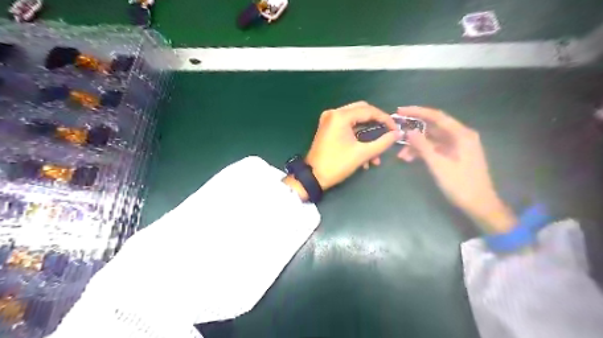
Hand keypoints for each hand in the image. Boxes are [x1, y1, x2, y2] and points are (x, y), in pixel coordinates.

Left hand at [300, 102, 401, 192]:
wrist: (313, 177)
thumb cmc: (337, 164)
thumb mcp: (362, 154)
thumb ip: (382, 142)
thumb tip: (398, 134)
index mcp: (340, 116)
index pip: (369, 110)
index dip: (385, 119)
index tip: (396, 130)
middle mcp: (334, 113)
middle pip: (362, 111)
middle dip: (376, 125)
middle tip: (387, 135)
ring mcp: (329, 120)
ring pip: (355, 121)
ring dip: (367, 136)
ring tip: (375, 156)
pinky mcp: (328, 128)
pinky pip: (347, 128)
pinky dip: (357, 138)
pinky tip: (364, 157)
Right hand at [397, 107, 517, 232]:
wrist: (479, 204)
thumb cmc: (460, 184)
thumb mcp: (438, 165)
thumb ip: (423, 146)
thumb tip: (409, 131)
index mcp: (461, 135)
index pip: (437, 116)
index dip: (417, 112)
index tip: (400, 111)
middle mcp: (461, 136)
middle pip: (433, 127)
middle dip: (414, 132)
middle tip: (397, 132)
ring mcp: (458, 146)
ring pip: (432, 140)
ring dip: (417, 146)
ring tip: (401, 156)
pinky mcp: (454, 155)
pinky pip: (436, 148)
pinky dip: (423, 152)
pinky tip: (410, 159)